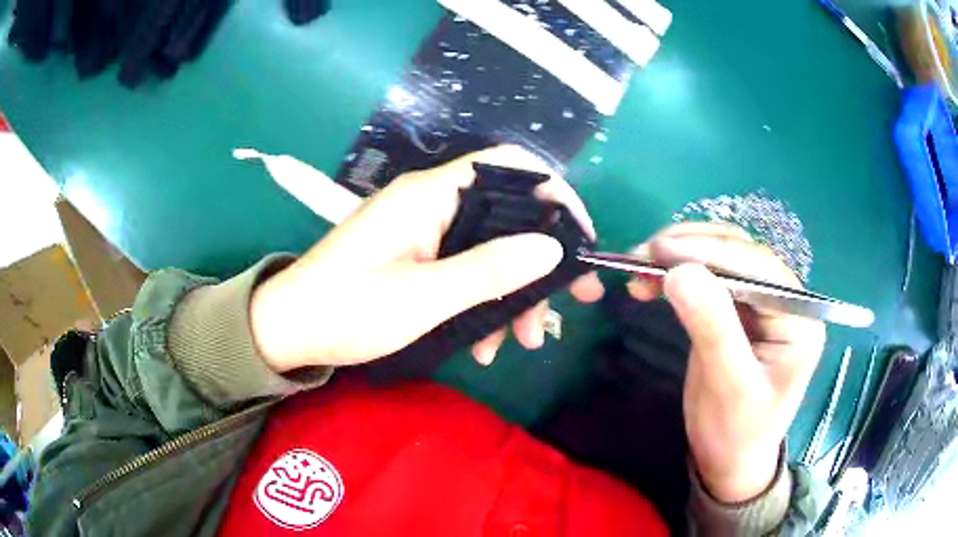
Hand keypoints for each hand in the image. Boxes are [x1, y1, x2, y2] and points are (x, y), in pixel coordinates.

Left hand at [250, 146, 603, 371]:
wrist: (288, 331)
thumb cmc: (345, 310)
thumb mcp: (422, 298)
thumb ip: (488, 270)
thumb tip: (551, 247)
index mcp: (429, 196)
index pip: (508, 166)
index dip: (553, 192)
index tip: (579, 237)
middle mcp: (431, 204)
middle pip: (507, 215)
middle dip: (542, 261)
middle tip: (574, 302)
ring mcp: (423, 232)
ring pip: (490, 250)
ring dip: (513, 294)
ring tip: (523, 342)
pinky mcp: (417, 258)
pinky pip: (465, 271)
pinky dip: (482, 303)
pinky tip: (484, 345)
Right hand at [628, 223, 825, 502]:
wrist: (729, 460)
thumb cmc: (737, 432)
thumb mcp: (729, 387)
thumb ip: (713, 328)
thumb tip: (680, 272)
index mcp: (799, 317)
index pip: (758, 267)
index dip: (710, 251)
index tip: (658, 250)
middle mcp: (785, 300)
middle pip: (740, 254)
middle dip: (691, 249)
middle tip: (643, 254)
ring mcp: (762, 304)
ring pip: (722, 259)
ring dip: (681, 256)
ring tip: (641, 265)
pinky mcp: (738, 311)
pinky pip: (710, 279)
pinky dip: (680, 275)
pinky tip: (653, 281)